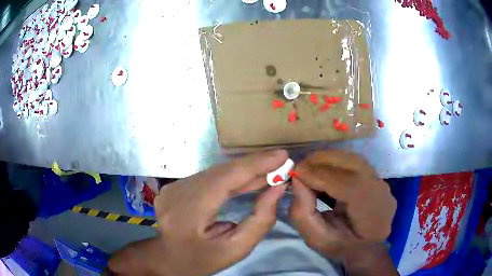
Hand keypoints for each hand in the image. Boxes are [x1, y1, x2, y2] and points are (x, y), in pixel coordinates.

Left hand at [153, 150, 287, 274]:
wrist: (168, 260)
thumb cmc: (203, 260)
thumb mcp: (236, 249)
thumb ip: (259, 220)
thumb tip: (277, 189)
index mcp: (188, 212)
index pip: (226, 179)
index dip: (256, 164)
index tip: (283, 155)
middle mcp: (177, 192)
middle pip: (221, 171)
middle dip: (254, 165)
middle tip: (281, 162)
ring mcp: (173, 187)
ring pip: (215, 172)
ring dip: (243, 170)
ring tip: (269, 170)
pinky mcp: (174, 187)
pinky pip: (207, 177)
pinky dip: (229, 176)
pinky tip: (246, 178)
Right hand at [289, 151, 396, 259]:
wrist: (366, 246)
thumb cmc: (341, 248)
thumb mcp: (316, 239)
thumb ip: (303, 213)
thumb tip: (297, 180)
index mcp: (372, 217)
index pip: (349, 186)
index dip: (320, 176)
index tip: (296, 173)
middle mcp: (382, 194)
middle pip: (353, 165)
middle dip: (323, 162)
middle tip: (300, 167)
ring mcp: (383, 184)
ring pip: (354, 160)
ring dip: (329, 160)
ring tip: (310, 168)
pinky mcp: (379, 178)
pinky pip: (356, 164)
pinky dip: (337, 164)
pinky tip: (325, 172)